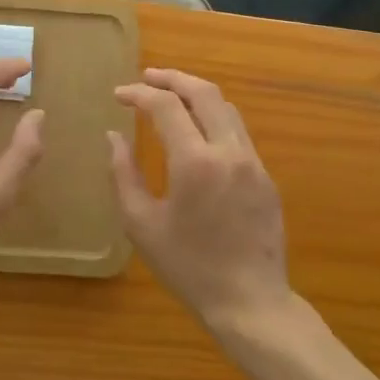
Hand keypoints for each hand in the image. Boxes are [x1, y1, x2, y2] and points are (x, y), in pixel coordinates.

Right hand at [109, 68, 290, 329]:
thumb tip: (113, 137)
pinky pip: (237, 132)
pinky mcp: (265, 176)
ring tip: (170, 96)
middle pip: (203, 92)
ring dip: (196, 94)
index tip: (118, 95)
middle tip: (146, 77)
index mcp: (195, 162)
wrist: (250, 302)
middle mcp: (228, 152)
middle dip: (172, 78)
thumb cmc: (188, 267)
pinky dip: (213, 117)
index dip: (139, 94)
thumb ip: (123, 174)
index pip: (166, 107)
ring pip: (226, 108)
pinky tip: (197, 130)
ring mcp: (253, 162)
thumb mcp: (141, 224)